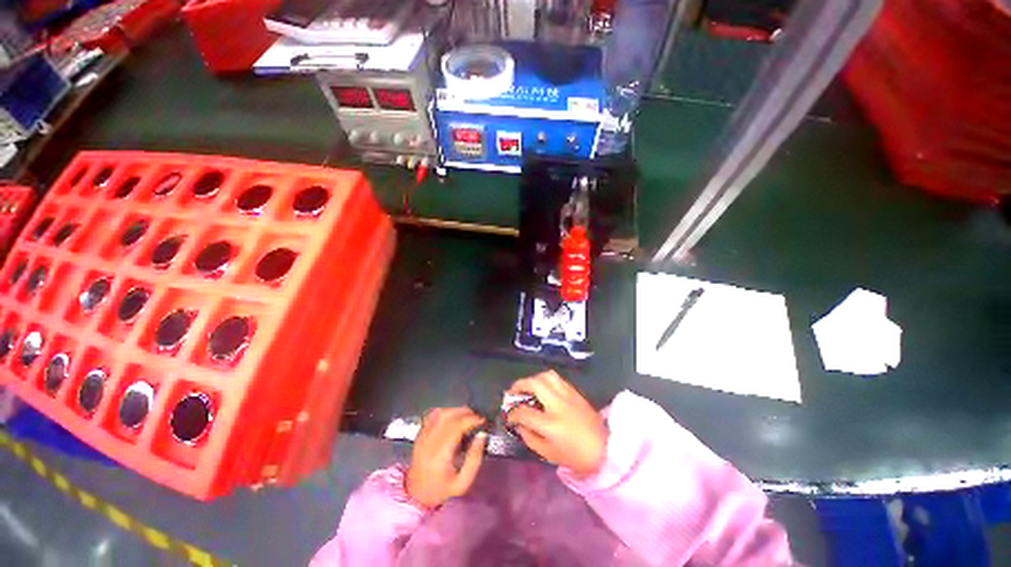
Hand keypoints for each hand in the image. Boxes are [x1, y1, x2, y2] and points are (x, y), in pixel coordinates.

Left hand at [406, 407, 487, 508]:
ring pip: (440, 414)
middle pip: (448, 418)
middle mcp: (429, 443)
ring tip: (467, 415)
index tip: (482, 420)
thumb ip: (474, 459)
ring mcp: (422, 437)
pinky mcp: (419, 435)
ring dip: (456, 410)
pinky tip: (452, 415)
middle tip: (476, 417)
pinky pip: (431, 416)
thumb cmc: (442, 490)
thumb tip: (482, 435)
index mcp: (440, 456)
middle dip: (465, 413)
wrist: (416, 495)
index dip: (470, 420)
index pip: (456, 428)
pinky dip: (445, 412)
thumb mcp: (463, 483)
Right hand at [506, 371, 606, 477]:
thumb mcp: (548, 453)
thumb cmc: (575, 456)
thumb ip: (530, 437)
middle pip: (534, 384)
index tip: (509, 415)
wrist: (605, 450)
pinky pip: (558, 379)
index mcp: (551, 424)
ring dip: (534, 379)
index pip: (524, 412)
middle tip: (514, 392)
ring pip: (547, 375)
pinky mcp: (576, 392)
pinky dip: (546, 381)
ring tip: (529, 388)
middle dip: (519, 385)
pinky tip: (544, 390)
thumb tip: (519, 424)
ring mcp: (568, 395)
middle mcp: (558, 404)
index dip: (513, 413)